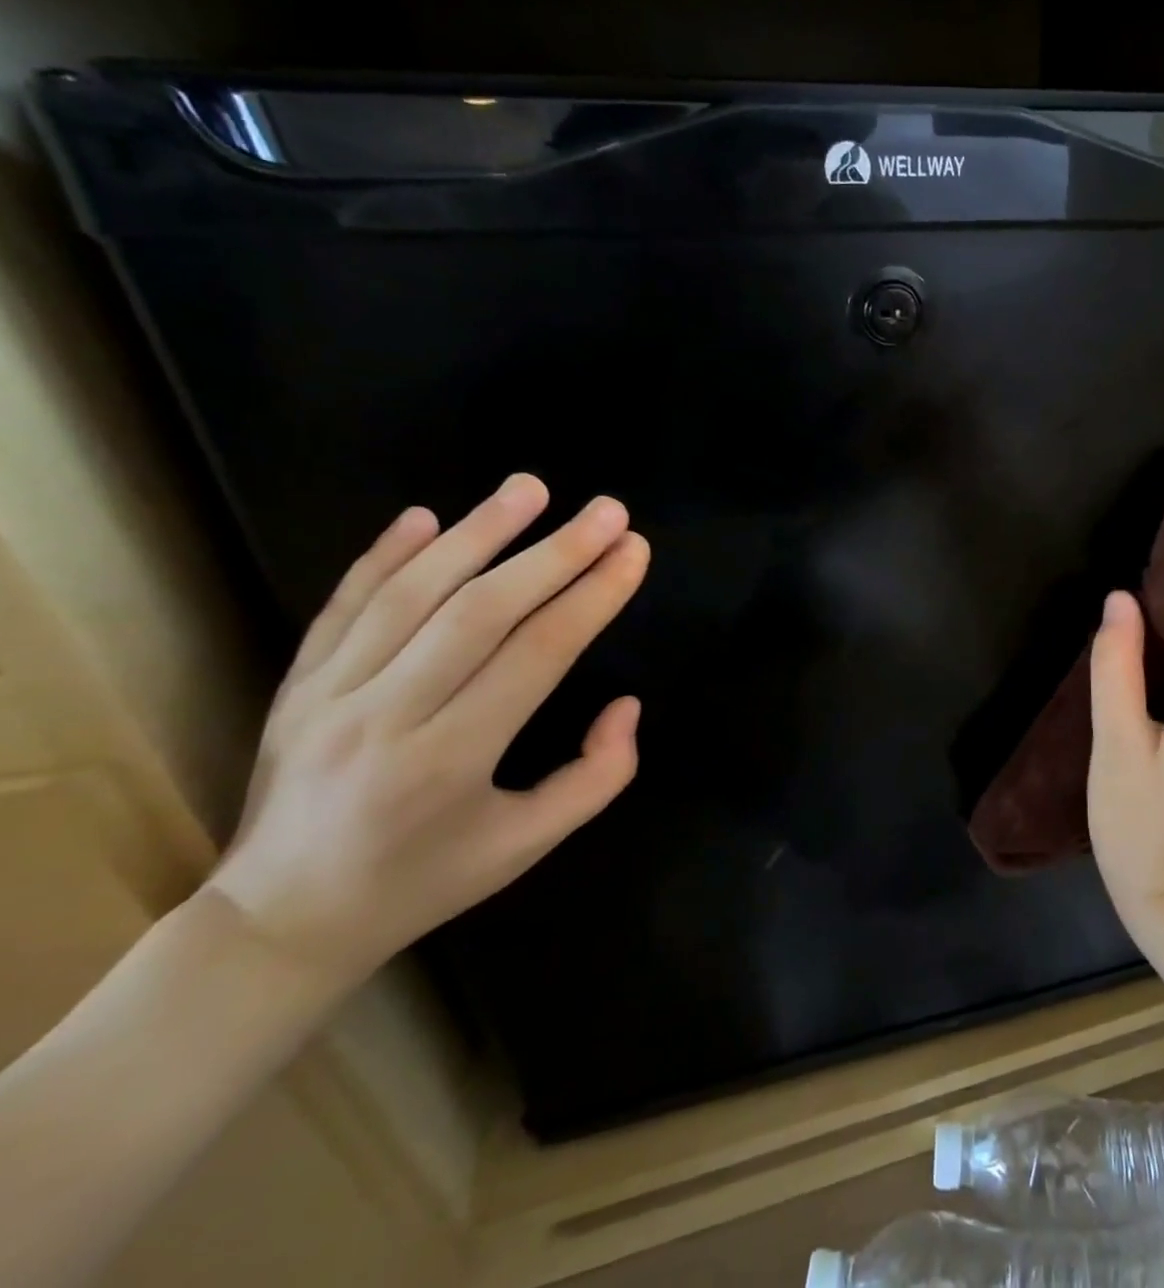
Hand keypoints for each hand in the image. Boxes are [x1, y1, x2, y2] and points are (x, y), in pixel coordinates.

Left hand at [207, 474, 650, 988]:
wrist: (284, 919)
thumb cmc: (426, 880)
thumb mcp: (528, 846)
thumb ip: (597, 776)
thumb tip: (627, 704)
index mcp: (451, 760)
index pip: (537, 654)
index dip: (593, 597)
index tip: (634, 552)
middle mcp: (386, 716)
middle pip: (480, 612)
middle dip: (555, 553)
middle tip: (608, 511)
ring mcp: (328, 694)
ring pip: (411, 594)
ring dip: (478, 533)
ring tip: (531, 488)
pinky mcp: (296, 684)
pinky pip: (344, 605)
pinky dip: (385, 554)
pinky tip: (427, 516)